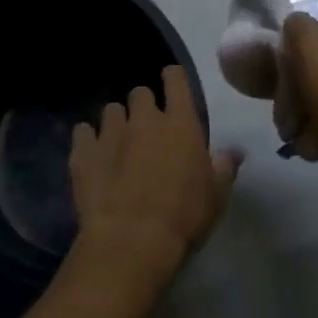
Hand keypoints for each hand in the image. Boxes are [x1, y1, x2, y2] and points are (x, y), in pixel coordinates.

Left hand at [70, 67, 241, 291]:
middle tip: (146, 128)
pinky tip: (92, 155)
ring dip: (116, 122)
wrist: (131, 240)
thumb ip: (224, 166)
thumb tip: (235, 151)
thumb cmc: (183, 216)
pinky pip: (82, 132)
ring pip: (111, 111)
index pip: (176, 80)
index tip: (171, 82)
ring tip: (118, 143)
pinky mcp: (83, 152)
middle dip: (143, 105)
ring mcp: (110, 133)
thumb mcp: (216, 195)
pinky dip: (87, 140)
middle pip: (140, 93)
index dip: (173, 77)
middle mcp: (144, 119)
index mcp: (181, 124)